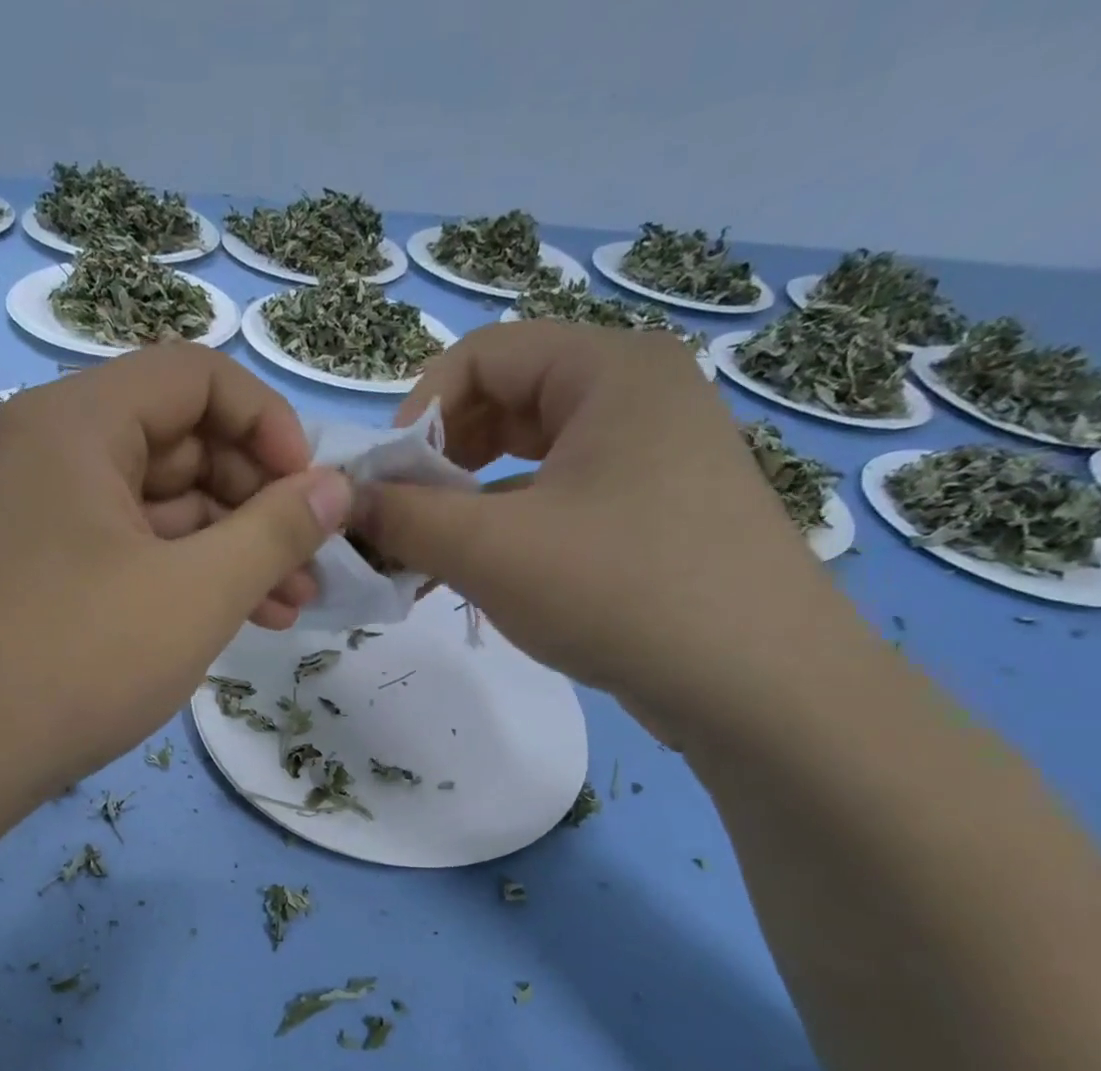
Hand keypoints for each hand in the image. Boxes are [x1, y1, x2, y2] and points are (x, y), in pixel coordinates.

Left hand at [0, 344, 352, 803]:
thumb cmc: (83, 659)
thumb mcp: (199, 592)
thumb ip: (278, 529)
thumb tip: (338, 487)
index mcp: (79, 423)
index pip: (197, 378)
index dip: (269, 425)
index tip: (312, 491)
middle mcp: (57, 450)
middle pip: (185, 441)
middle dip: (260, 501)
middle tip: (312, 562)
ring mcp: (52, 512)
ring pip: (168, 503)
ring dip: (236, 547)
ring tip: (294, 603)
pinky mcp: (54, 566)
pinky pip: (139, 545)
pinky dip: (192, 573)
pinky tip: (247, 616)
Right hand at [355, 320, 862, 734]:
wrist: (758, 685)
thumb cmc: (620, 589)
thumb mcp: (492, 549)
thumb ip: (404, 517)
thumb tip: (342, 502)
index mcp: (610, 370)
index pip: (482, 356)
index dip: (417, 414)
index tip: (383, 485)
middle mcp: (639, 397)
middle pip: (506, 405)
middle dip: (439, 465)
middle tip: (401, 525)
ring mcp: (655, 459)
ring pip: (531, 461)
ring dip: (468, 505)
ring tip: (429, 561)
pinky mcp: (657, 516)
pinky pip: (562, 502)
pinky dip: (510, 531)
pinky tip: (481, 580)